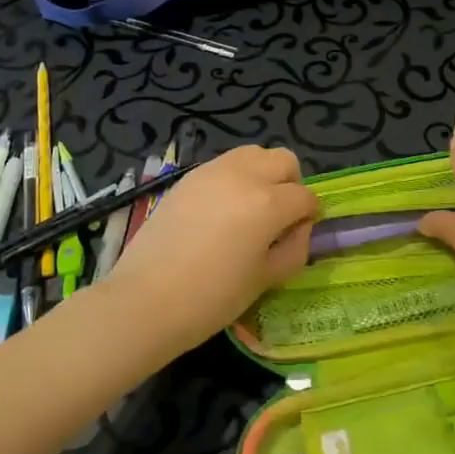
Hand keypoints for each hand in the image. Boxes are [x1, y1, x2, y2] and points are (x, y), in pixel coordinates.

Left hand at [106, 145, 317, 353]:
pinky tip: (221, 211)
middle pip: (283, 160)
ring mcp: (213, 171)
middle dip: (290, 184)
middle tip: (279, 217)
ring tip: (250, 209)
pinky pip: (224, 164)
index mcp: (269, 202)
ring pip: (253, 154)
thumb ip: (294, 249)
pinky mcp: (188, 177)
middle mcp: (244, 175)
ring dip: (262, 174)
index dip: (309, 216)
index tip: (299, 235)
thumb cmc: (212, 298)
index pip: (305, 197)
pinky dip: (234, 178)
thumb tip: (298, 228)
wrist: (145, 299)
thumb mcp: (265, 279)